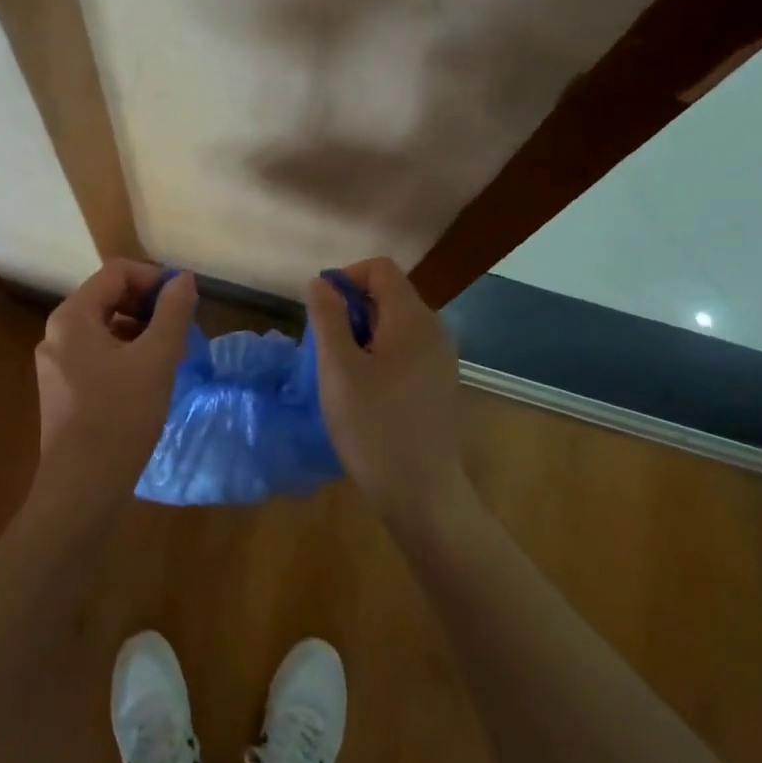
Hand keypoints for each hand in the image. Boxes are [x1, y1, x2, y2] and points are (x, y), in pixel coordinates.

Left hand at [33, 260, 196, 505]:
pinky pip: (96, 353)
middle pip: (108, 296)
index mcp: (72, 316)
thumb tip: (183, 279)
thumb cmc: (120, 416)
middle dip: (147, 305)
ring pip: (104, 326)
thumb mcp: (156, 359)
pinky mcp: (61, 389)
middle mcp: (57, 332)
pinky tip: (147, 379)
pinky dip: (124, 353)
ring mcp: (55, 363)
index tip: (183, 301)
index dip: (154, 278)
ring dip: (139, 330)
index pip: (116, 272)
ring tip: (169, 354)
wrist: (81, 489)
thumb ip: (172, 312)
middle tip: (180, 328)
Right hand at [305, 258, 469, 528]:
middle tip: (327, 347)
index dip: (346, 277)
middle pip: (389, 293)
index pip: (380, 268)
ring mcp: (441, 357)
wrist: (422, 494)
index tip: (322, 310)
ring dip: (363, 332)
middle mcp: (434, 329)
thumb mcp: (337, 368)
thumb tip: (320, 282)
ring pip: (395, 322)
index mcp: (412, 318)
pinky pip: (406, 347)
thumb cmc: (373, 426)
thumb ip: (327, 317)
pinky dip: (380, 352)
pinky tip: (365, 389)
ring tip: (342, 370)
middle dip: (352, 308)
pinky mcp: (439, 382)